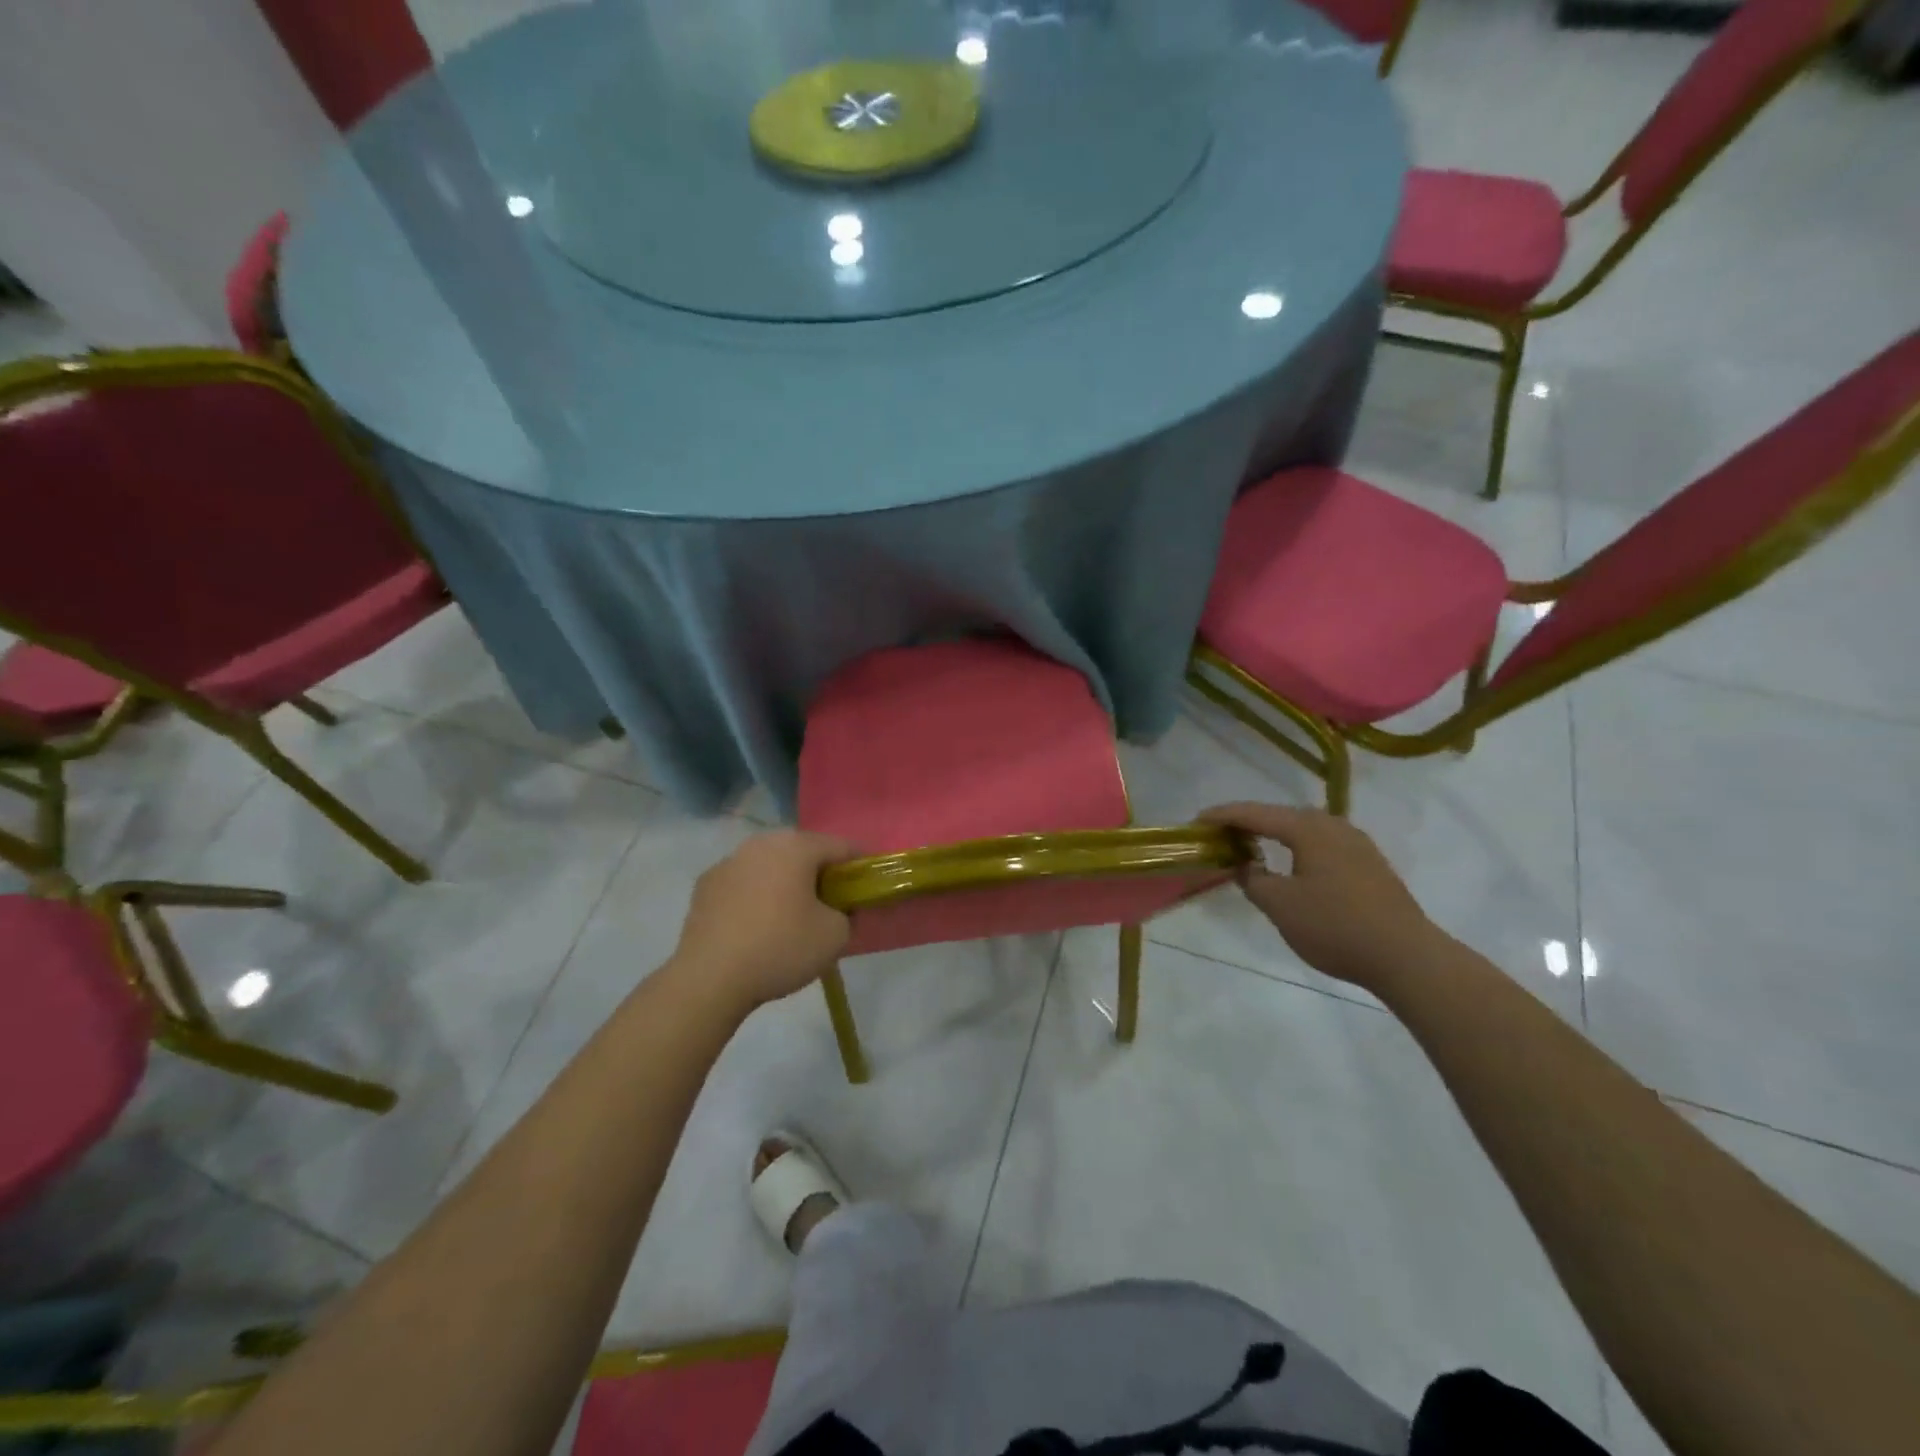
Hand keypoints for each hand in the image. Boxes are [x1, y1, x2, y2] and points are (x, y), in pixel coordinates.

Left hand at [671, 831, 856, 1010]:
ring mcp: (728, 861)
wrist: (709, 978)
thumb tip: (838, 909)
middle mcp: (762, 843)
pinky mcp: (705, 885)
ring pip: (770, 865)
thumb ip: (847, 913)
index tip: (865, 889)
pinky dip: (755, 895)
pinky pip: (743, 883)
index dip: (859, 866)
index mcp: (797, 846)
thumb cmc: (781, 948)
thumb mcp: (835, 936)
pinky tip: (756, 925)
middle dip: (820, 872)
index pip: (842, 846)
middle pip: (803, 850)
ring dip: (785, 881)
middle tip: (831, 904)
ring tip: (791, 915)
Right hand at [1199, 803, 1442, 993]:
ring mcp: (1356, 843)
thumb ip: (1253, 879)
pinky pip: (1322, 843)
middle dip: (1249, 822)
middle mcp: (1333, 826)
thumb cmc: (1335, 927)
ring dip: (1275, 833)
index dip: (1223, 815)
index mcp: (1308, 829)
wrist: (1407, 957)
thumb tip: (1244, 864)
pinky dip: (1297, 846)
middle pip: (1281, 815)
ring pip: (1304, 828)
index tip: (1196, 821)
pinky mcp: (1370, 863)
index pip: (1255, 813)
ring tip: (1251, 846)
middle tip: (1220, 834)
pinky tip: (1292, 865)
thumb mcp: (1280, 906)